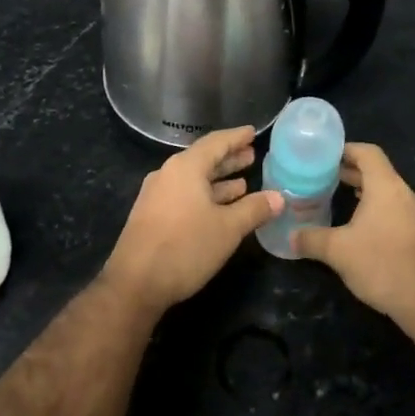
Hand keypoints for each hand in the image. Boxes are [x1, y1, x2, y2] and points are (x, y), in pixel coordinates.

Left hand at [100, 126, 282, 315]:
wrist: (135, 283)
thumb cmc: (185, 247)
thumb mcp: (228, 228)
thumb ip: (254, 209)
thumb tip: (279, 197)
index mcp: (185, 168)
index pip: (216, 143)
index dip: (236, 137)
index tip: (253, 132)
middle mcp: (168, 175)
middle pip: (203, 160)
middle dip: (228, 159)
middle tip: (251, 156)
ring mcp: (157, 196)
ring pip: (193, 181)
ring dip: (218, 181)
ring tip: (243, 183)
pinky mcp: (152, 216)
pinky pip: (184, 196)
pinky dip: (205, 197)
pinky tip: (221, 208)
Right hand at [293, 143, 414, 326]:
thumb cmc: (382, 264)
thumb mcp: (337, 251)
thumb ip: (311, 239)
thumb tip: (290, 237)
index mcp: (386, 187)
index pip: (367, 153)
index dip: (345, 149)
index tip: (323, 156)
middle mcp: (404, 194)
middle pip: (377, 171)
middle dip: (350, 172)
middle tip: (322, 178)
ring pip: (386, 193)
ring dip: (364, 192)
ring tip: (337, 199)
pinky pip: (394, 211)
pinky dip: (375, 210)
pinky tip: (359, 228)